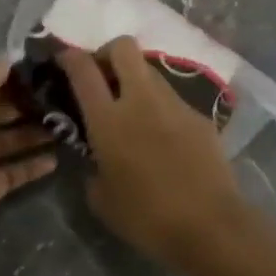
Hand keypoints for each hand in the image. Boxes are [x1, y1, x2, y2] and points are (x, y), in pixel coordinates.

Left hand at [0, 59, 57, 257]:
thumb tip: (10, 57)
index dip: (7, 77)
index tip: (40, 70)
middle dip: (25, 104)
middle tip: (60, 97)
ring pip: (9, 141)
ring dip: (34, 133)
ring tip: (65, 124)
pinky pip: (15, 171)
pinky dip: (34, 165)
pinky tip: (57, 158)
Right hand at [62, 37, 251, 269]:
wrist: (211, 227)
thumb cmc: (146, 217)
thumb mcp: (101, 199)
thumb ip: (92, 168)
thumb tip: (96, 158)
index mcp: (108, 119)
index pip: (83, 69)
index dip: (70, 56)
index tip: (64, 58)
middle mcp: (140, 100)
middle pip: (123, 47)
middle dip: (108, 53)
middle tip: (103, 77)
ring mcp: (174, 104)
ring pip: (150, 71)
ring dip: (136, 80)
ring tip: (134, 111)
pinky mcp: (200, 117)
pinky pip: (173, 100)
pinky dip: (161, 109)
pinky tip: (163, 139)